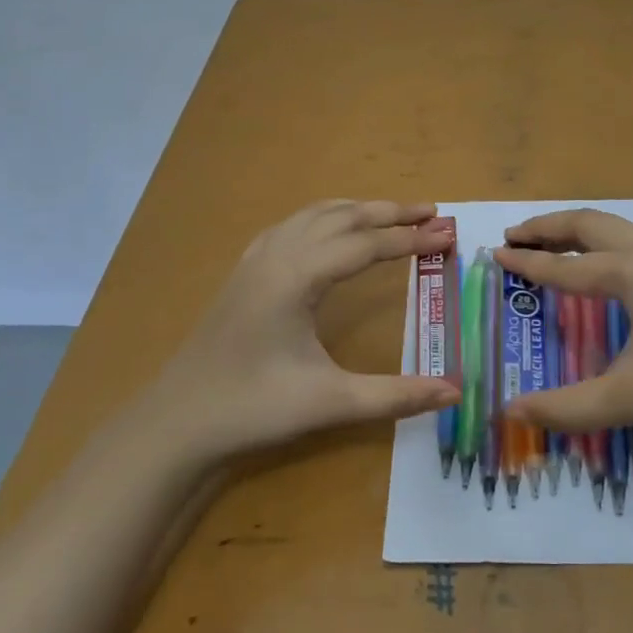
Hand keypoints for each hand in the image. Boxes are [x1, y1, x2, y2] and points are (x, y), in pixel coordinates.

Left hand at [157, 200, 460, 458]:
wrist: (177, 422)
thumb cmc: (253, 408)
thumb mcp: (330, 402)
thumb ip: (396, 395)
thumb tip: (455, 392)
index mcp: (298, 275)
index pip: (367, 244)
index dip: (410, 239)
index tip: (448, 236)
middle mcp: (277, 253)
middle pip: (343, 216)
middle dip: (390, 212)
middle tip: (432, 212)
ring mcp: (256, 259)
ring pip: (315, 214)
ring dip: (358, 209)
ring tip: (394, 214)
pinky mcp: (245, 271)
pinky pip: (293, 225)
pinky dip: (326, 217)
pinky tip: (332, 231)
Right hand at [494, 209, 632, 440]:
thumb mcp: (630, 398)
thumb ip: (566, 406)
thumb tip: (510, 413)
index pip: (566, 266)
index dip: (528, 263)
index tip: (495, 254)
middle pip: (589, 223)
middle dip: (548, 227)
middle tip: (514, 236)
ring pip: (616, 228)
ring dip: (578, 232)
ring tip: (549, 246)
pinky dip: (603, 243)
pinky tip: (602, 268)